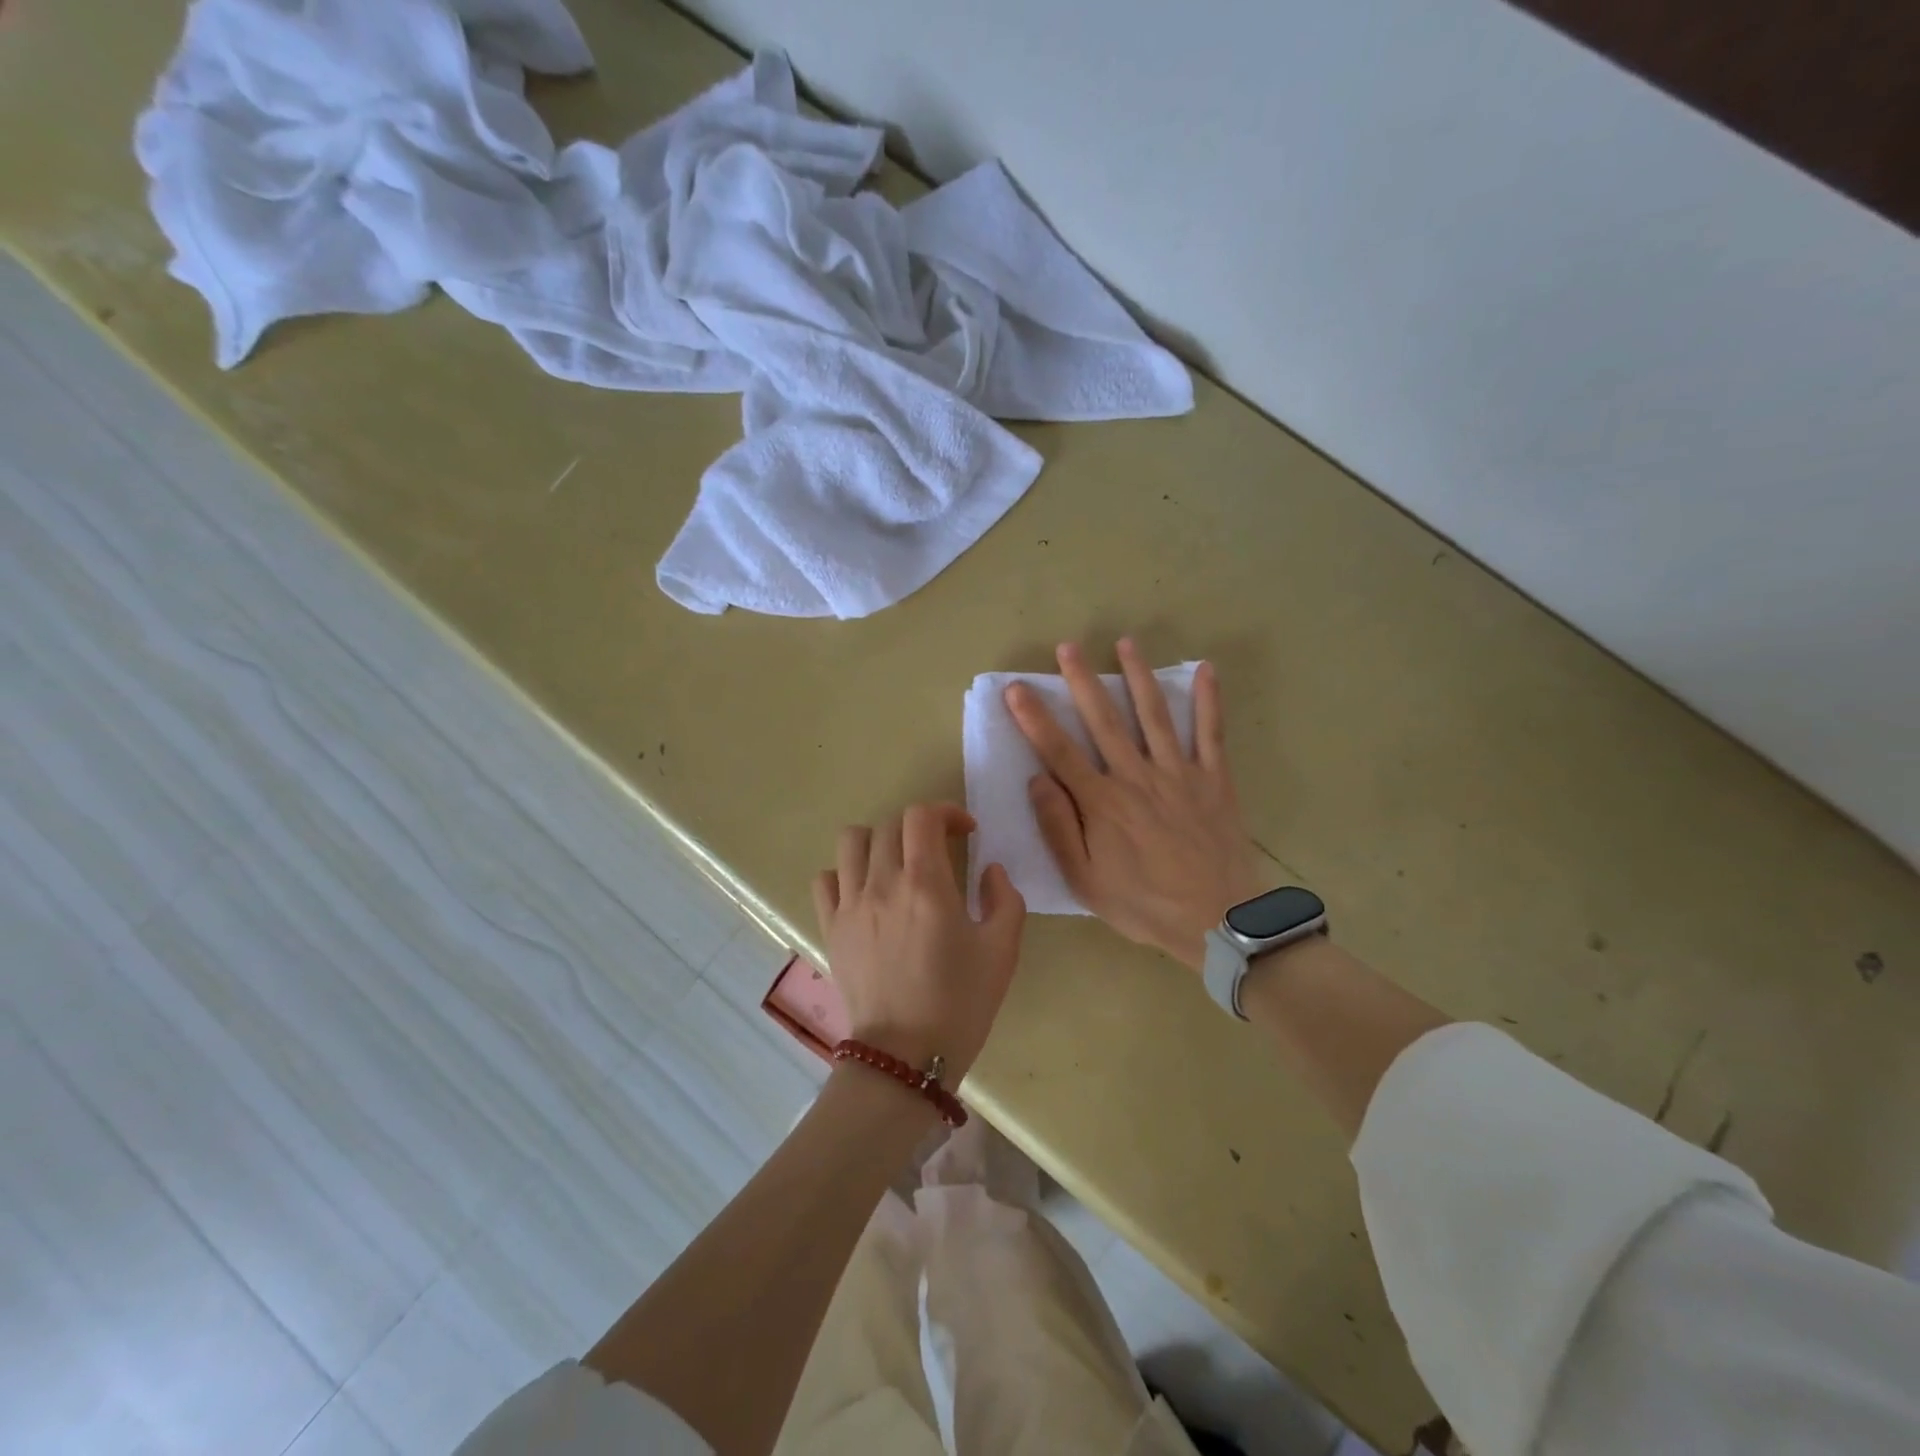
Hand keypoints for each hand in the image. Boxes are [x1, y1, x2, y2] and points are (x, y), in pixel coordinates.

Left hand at [812, 802, 1026, 1080]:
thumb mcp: (1002, 951)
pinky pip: (826, 879)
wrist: (906, 1055)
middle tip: (939, 851)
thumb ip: (1005, 899)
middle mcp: (882, 883)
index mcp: (926, 884)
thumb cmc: (961, 1003)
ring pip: (851, 841)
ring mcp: (850, 905)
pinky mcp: (831, 927)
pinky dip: (845, 874)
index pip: (923, 816)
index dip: (946, 812)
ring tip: (896, 863)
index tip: (965, 832)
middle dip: (919, 828)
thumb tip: (990, 870)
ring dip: (877, 840)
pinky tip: (865, 892)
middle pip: (890, 825)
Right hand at [1006, 640, 1266, 970]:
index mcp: (1102, 803)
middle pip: (1104, 720)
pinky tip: (1205, 669)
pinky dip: (1209, 700)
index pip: (1059, 751)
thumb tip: (1037, 780)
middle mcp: (1137, 777)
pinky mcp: (1214, 779)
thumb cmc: (1144, 905)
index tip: (1016, 688)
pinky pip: (1211, 732)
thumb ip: (1059, 829)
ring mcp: (1179, 773)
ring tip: (1125, 643)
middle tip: (1068, 646)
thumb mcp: (1086, 881)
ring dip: (1137, 676)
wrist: (1219, 921)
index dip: (1034, 717)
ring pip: (1154, 715)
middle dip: (1082, 681)